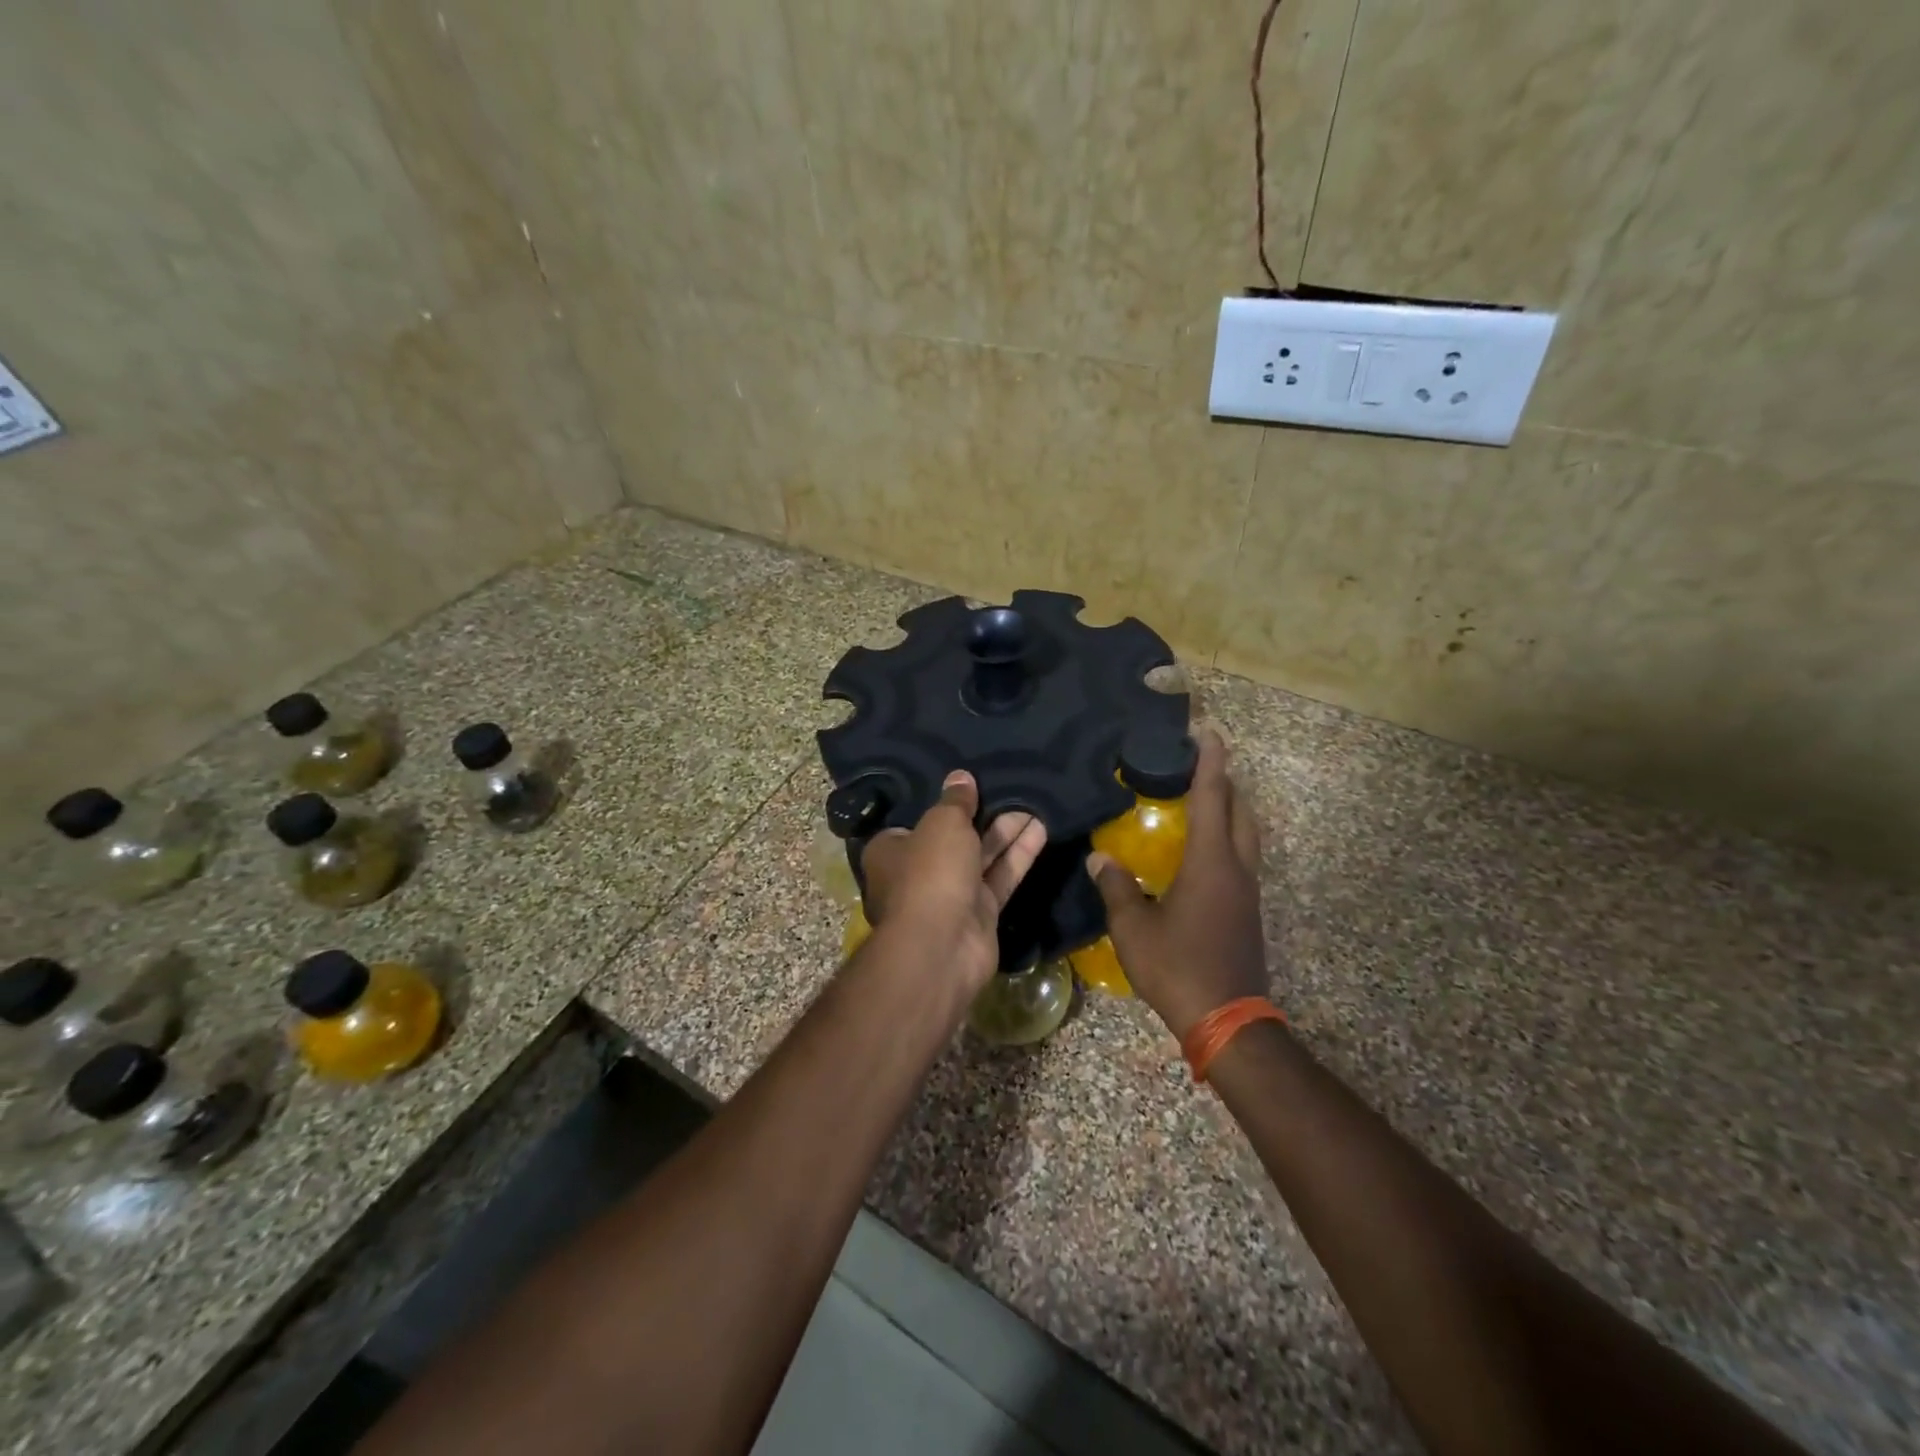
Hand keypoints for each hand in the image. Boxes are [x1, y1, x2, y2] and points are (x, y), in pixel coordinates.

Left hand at [860, 771, 1046, 994]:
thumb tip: (960, 777)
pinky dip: (1018, 856)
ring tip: (1034, 803)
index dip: (942, 805)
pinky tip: (1041, 830)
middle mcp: (918, 873)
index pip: (916, 821)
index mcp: (891, 850)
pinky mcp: (980, 914)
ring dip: (1006, 832)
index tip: (967, 785)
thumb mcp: (942, 823)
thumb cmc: (930, 873)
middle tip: (1010, 788)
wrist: (942, 945)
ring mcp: (950, 895)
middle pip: (954, 838)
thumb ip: (955, 801)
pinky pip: (1000, 878)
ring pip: (982, 857)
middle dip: (982, 816)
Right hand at [1088, 727, 1268, 1039]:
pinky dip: (1228, 840)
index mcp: (1211, 863)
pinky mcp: (1247, 912)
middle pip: (1241, 812)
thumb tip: (1099, 857)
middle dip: (1226, 783)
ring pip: (1247, 837)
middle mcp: (1236, 869)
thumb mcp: (1134, 928)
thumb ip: (1116, 887)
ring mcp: (1247, 892)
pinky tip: (1203, 852)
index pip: (1212, 799)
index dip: (1209, 763)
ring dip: (1231, 811)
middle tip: (1201, 765)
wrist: (1227, 1020)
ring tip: (1203, 800)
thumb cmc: (1178, 967)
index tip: (1208, 732)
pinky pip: (1241, 859)